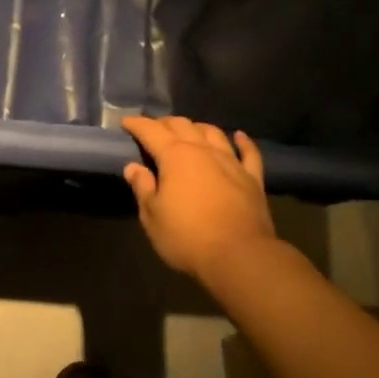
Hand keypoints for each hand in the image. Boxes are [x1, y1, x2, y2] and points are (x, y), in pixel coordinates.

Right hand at [120, 116, 275, 279]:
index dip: (137, 124)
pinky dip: (243, 142)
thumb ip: (143, 187)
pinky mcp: (252, 177)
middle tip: (154, 129)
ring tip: (189, 130)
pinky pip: (248, 152)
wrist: (239, 255)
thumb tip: (133, 167)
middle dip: (165, 123)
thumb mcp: (153, 217)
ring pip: (213, 133)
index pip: (151, 131)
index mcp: (175, 156)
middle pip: (182, 126)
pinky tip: (239, 136)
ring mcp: (230, 161)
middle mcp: (203, 150)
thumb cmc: (187, 237)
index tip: (126, 122)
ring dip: (198, 128)